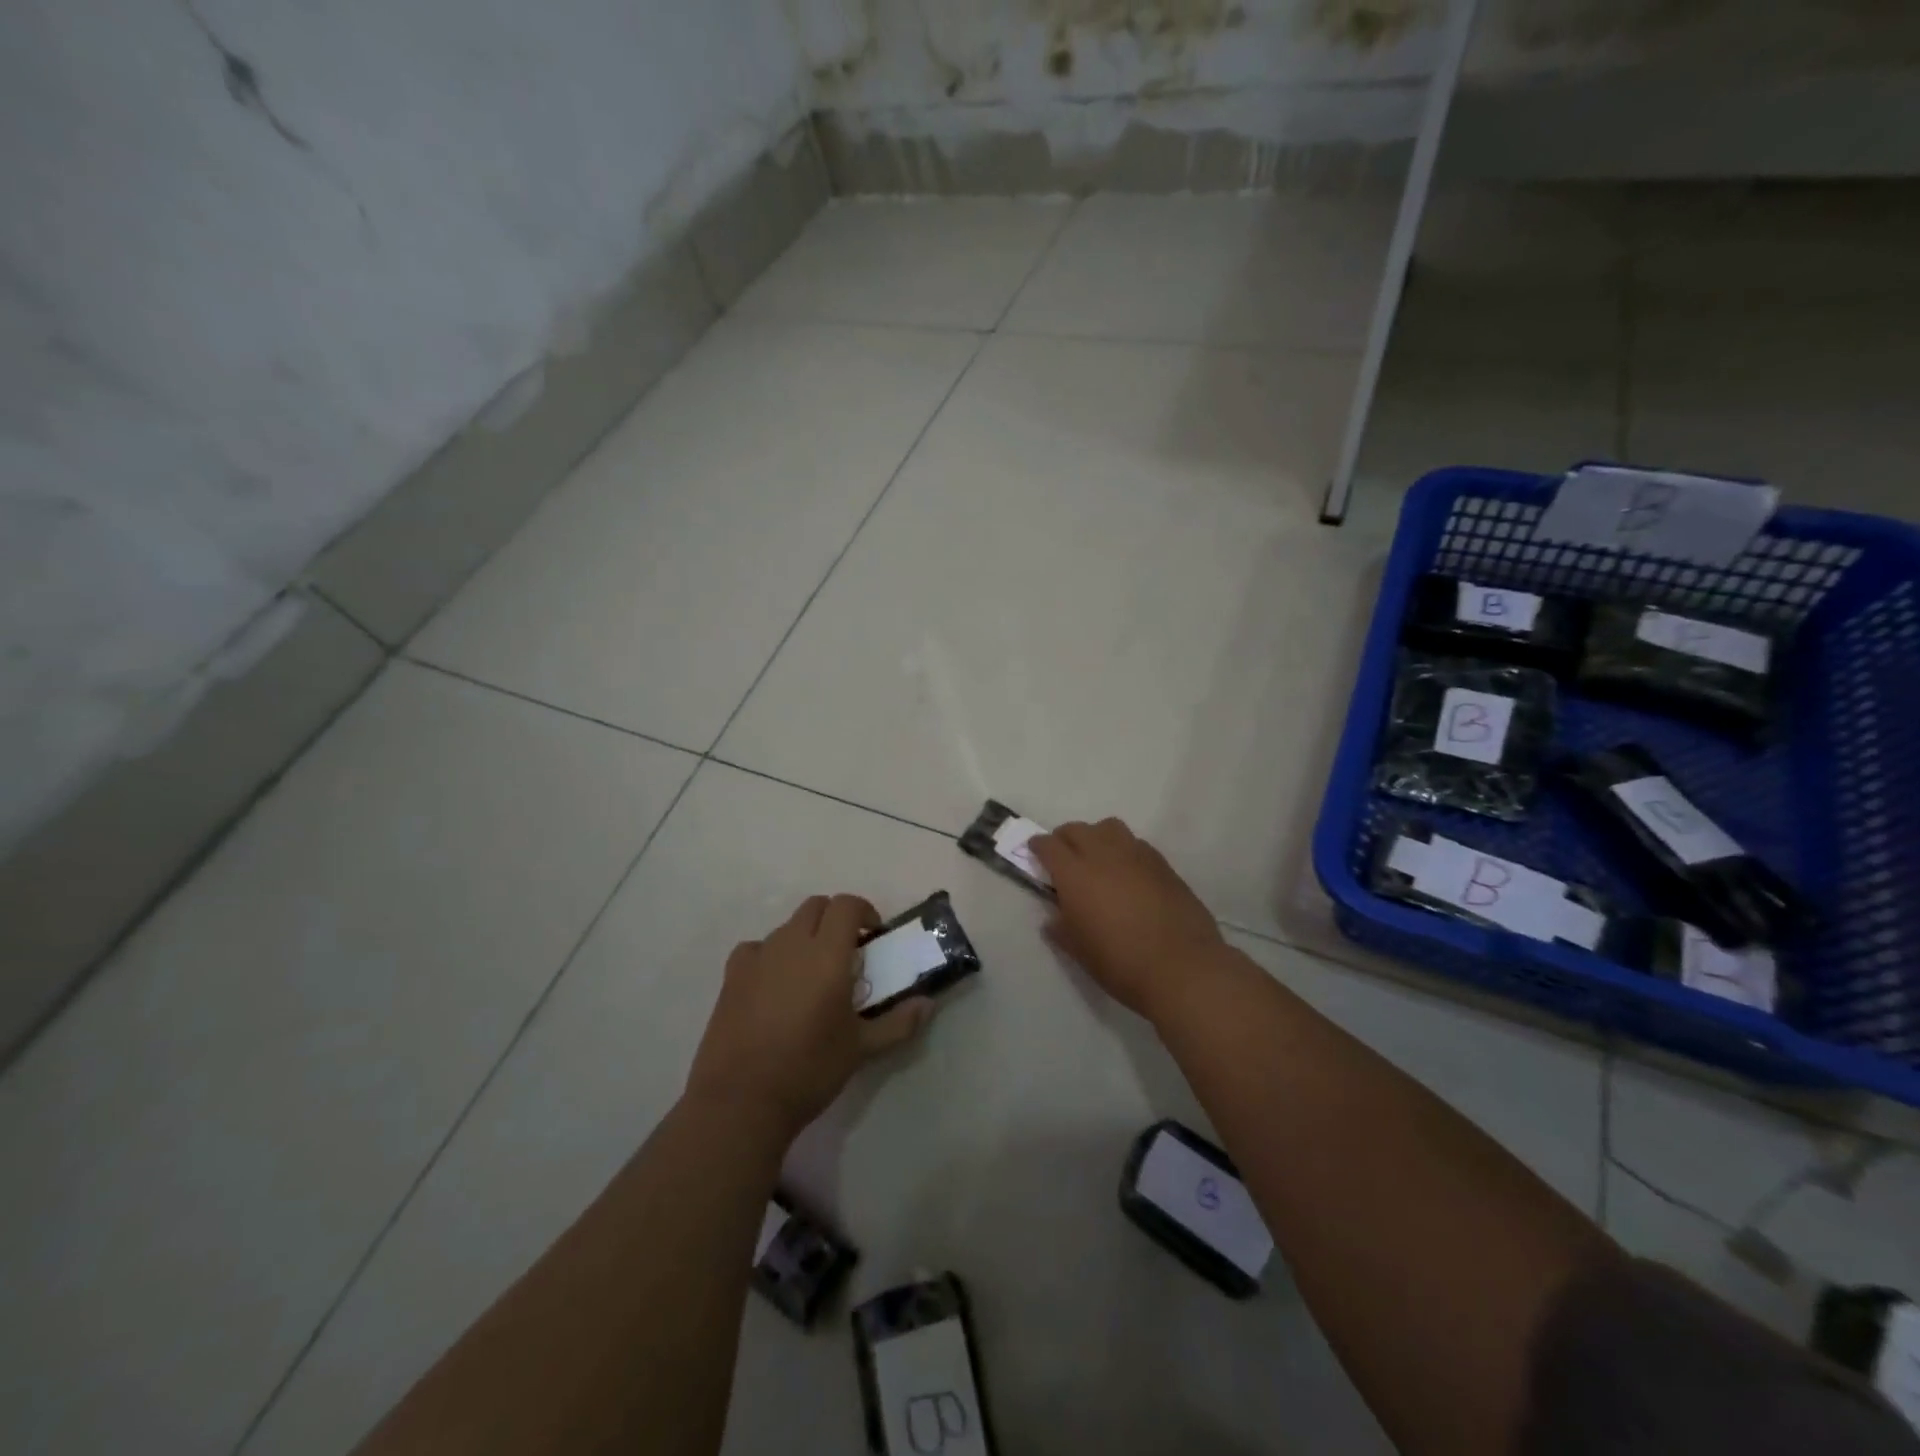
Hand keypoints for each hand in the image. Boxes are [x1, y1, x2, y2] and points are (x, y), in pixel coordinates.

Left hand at [686, 894, 934, 1137]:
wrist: (742, 1099)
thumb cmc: (810, 1069)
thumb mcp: (862, 1048)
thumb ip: (898, 1022)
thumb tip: (928, 1004)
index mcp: (828, 954)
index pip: (847, 905)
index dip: (864, 911)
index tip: (873, 937)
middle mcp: (792, 944)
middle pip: (816, 906)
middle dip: (835, 919)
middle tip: (847, 952)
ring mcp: (758, 957)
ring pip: (787, 927)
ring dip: (805, 937)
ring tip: (811, 974)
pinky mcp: (732, 975)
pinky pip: (756, 948)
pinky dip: (771, 955)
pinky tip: (774, 984)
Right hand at [1029, 818, 1226, 1022]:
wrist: (1182, 968)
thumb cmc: (1121, 963)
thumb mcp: (1079, 952)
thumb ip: (1061, 929)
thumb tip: (1054, 919)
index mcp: (1075, 874)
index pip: (1049, 845)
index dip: (1038, 846)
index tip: (1034, 852)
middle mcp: (1104, 855)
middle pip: (1078, 829)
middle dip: (1065, 838)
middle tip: (1063, 857)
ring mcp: (1136, 855)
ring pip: (1109, 828)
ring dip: (1096, 837)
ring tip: (1097, 859)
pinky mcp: (1163, 864)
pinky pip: (1135, 844)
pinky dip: (1123, 850)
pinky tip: (1127, 873)